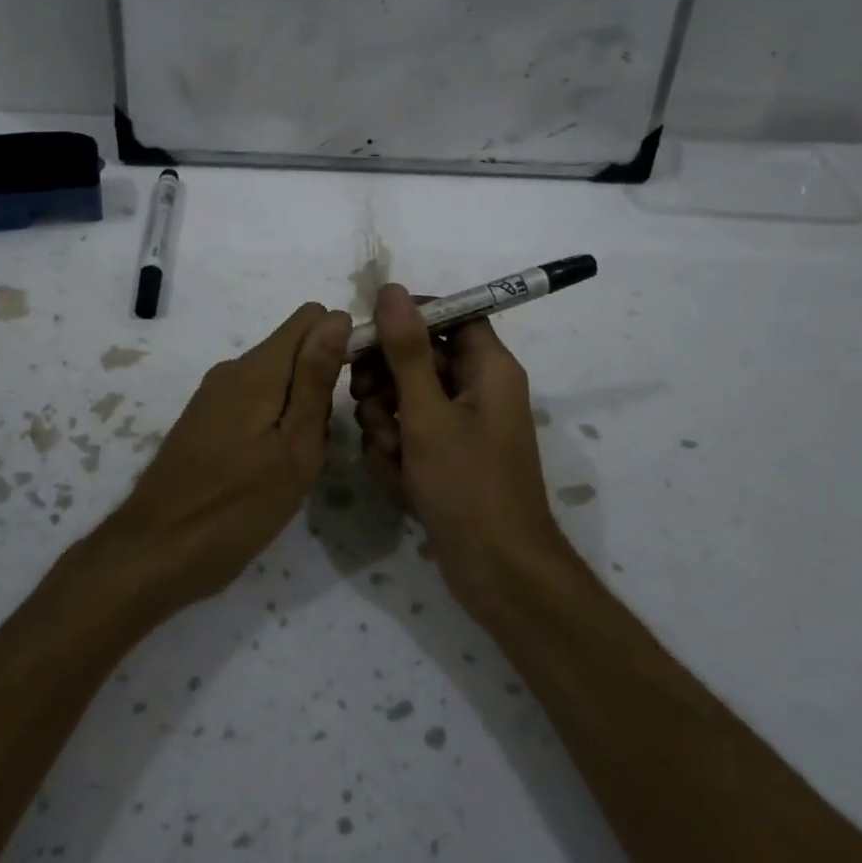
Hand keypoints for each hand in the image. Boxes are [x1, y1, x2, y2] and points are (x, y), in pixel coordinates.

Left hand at [96, 303, 351, 615]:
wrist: (156, 552)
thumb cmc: (238, 506)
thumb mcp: (295, 446)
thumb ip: (315, 379)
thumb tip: (337, 316)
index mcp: (258, 369)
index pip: (311, 317)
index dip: (339, 342)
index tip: (350, 390)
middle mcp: (233, 369)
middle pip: (294, 351)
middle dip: (319, 384)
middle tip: (318, 444)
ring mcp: (214, 395)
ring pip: (277, 380)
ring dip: (298, 410)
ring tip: (296, 463)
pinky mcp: (204, 420)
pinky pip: (254, 402)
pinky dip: (273, 424)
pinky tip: (269, 469)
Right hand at [351, 284, 568, 616]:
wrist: (497, 572)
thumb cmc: (468, 486)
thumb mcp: (428, 414)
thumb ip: (406, 351)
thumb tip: (392, 290)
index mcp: (489, 368)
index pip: (451, 314)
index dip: (408, 318)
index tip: (369, 334)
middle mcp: (478, 389)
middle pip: (420, 358)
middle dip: (386, 381)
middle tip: (363, 400)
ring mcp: (461, 426)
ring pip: (407, 399)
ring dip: (386, 423)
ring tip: (391, 455)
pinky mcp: (446, 457)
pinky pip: (409, 435)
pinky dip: (397, 452)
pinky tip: (399, 480)